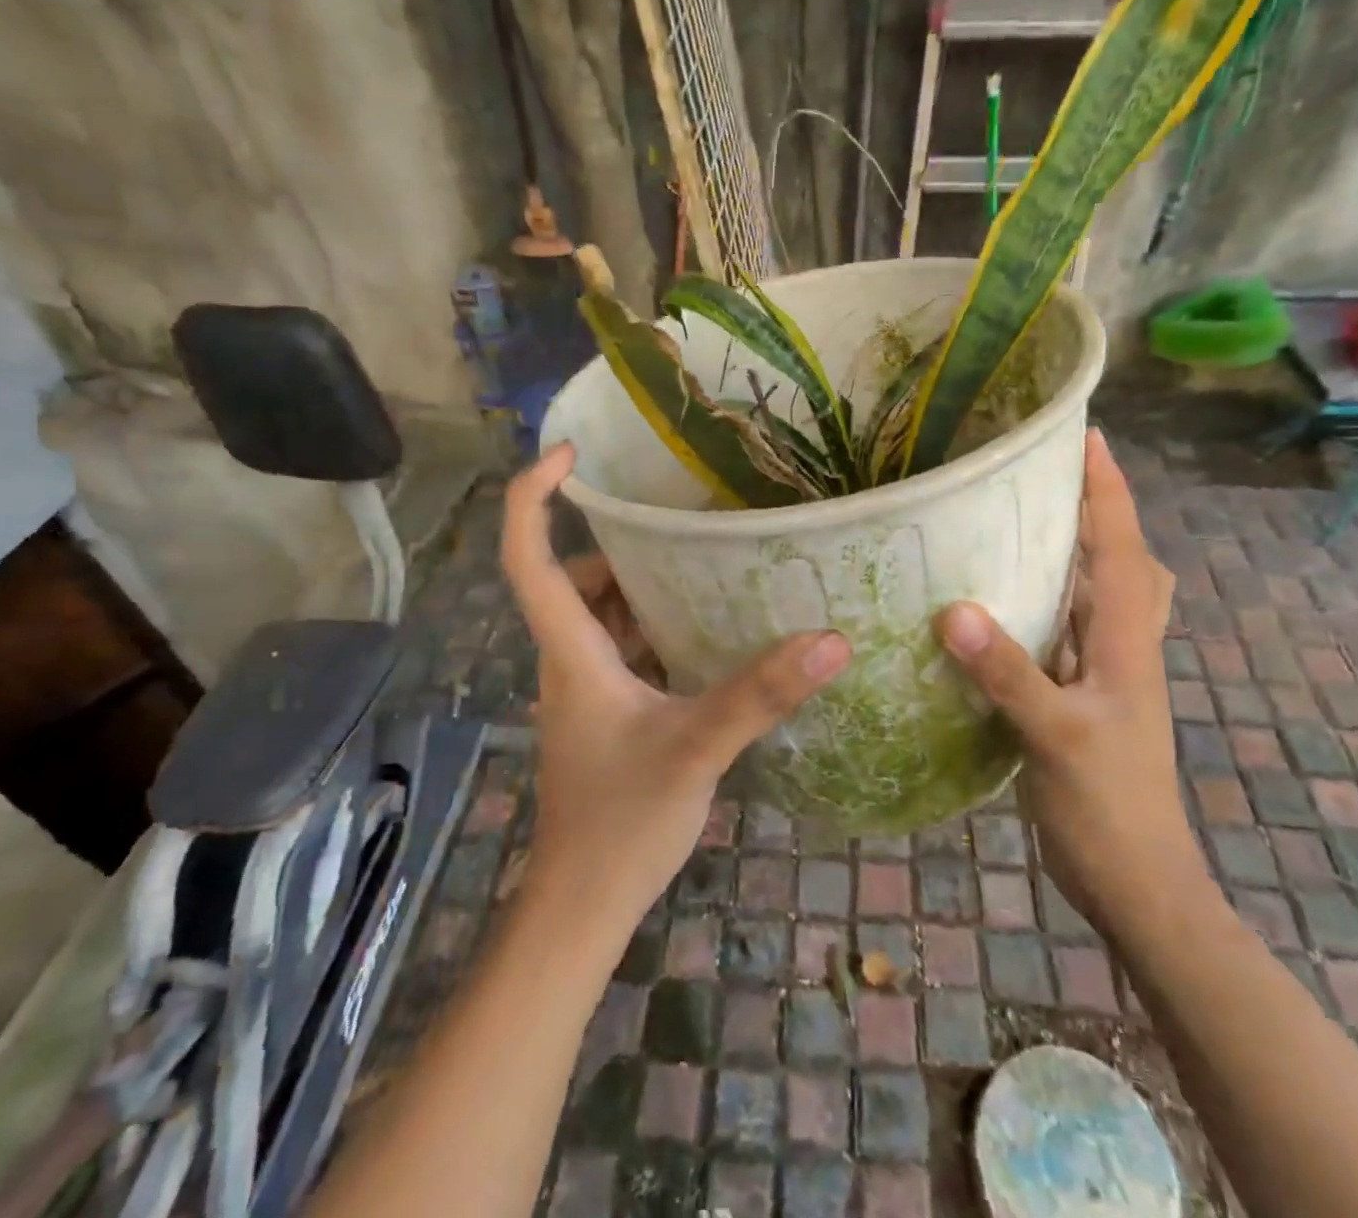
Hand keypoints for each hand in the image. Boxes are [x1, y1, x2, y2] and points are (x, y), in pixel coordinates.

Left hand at [501, 444, 851, 929]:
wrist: (584, 902)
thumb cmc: (621, 822)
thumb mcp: (697, 748)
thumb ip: (758, 694)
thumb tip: (830, 640)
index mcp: (572, 651)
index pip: (528, 557)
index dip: (535, 498)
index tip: (569, 454)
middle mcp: (570, 659)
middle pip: (575, 579)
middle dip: (621, 547)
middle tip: (683, 525)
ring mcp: (586, 687)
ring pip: (602, 614)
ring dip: (642, 586)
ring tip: (707, 565)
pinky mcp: (606, 711)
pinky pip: (624, 646)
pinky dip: (655, 626)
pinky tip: (708, 632)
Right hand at [935, 430, 1203, 920]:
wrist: (1136, 885)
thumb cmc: (1109, 808)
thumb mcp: (1057, 737)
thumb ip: (1009, 674)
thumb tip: (954, 608)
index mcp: (1126, 640)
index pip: (1121, 547)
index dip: (1107, 490)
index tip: (1085, 436)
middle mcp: (1120, 645)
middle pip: (1121, 560)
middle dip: (1095, 511)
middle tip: (1045, 478)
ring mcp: (1102, 673)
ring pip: (1093, 595)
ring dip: (1069, 554)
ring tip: (1018, 524)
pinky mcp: (1078, 698)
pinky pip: (1062, 631)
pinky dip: (1041, 604)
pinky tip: (996, 605)